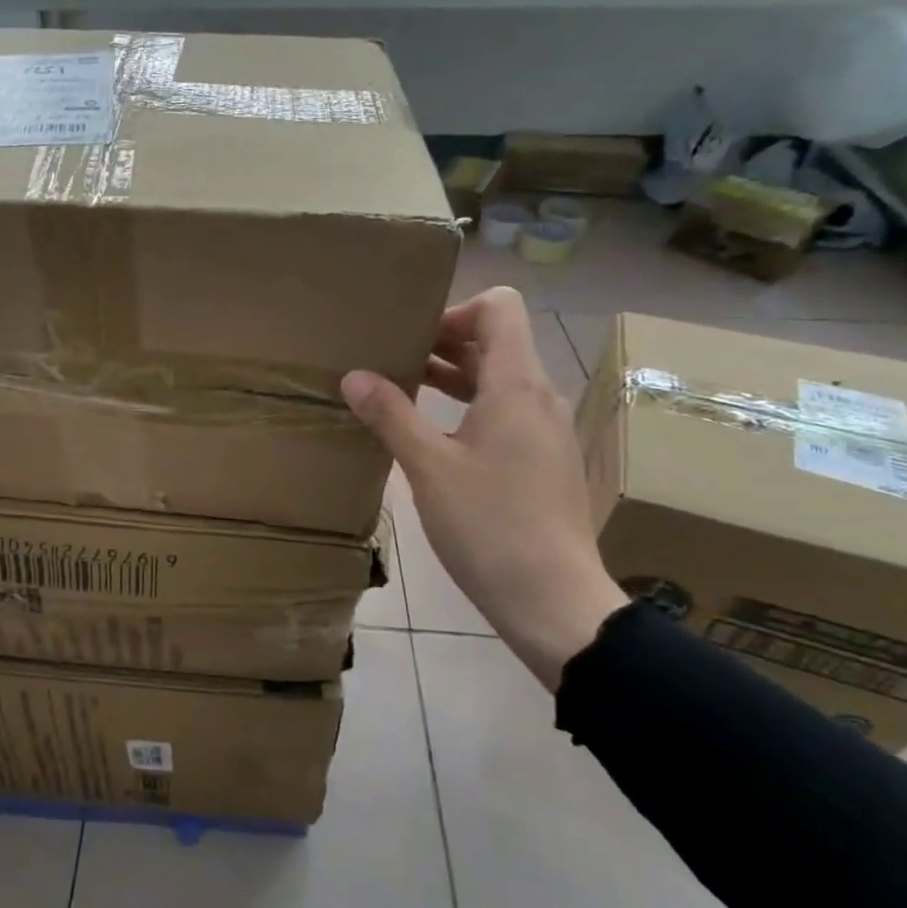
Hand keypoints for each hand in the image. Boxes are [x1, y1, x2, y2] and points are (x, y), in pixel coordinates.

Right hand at [342, 286, 625, 689]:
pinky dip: (467, 408)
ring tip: (400, 391)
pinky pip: (504, 413)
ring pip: (499, 380)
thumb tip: (353, 375)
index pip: (500, 308)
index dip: (455, 310)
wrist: (553, 599)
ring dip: (452, 377)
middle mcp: (539, 397)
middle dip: (443, 342)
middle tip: (391, 360)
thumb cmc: (489, 525)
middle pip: (496, 342)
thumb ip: (391, 415)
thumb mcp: (428, 468)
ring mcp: (545, 431)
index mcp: (516, 385)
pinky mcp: (543, 461)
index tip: (411, 336)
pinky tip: (431, 437)